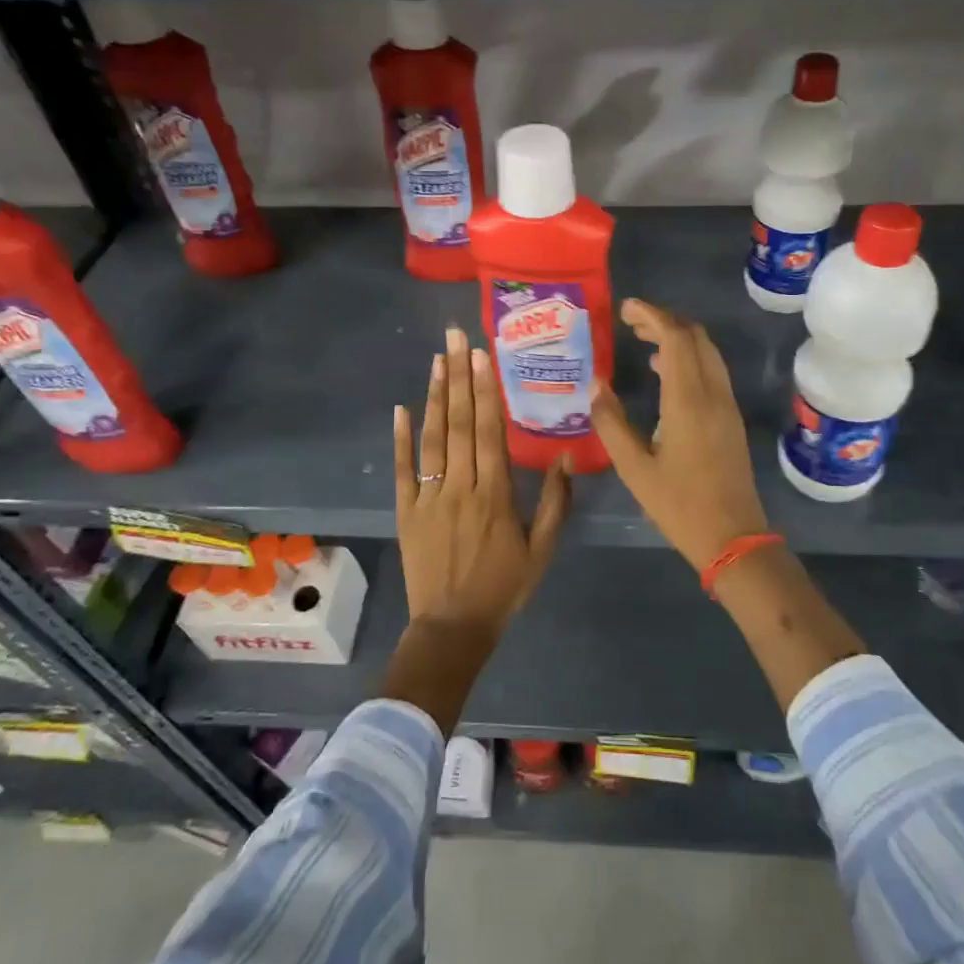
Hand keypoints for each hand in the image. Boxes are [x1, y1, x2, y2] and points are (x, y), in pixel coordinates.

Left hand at [393, 324, 570, 635]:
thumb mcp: (542, 549)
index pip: (490, 431)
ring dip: (436, 396)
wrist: (453, 627)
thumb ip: (554, 502)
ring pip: (433, 437)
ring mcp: (429, 496)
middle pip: (461, 423)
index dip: (486, 390)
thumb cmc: (504, 587)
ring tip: (437, 359)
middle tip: (455, 337)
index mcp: (495, 494)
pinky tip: (402, 407)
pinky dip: (401, 438)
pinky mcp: (406, 510)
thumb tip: (563, 456)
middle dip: (460, 376)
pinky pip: (403, 468)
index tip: (482, 355)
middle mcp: (460, 486)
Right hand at [590, 299, 770, 571]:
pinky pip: (712, 371)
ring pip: (707, 352)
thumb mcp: (634, 468)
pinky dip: (689, 358)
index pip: (676, 338)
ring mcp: (727, 405)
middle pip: (696, 337)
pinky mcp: (731, 419)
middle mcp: (713, 394)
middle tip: (631, 321)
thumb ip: (612, 423)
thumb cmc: (679, 505)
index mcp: (688, 401)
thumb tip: (596, 386)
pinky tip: (664, 373)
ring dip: (679, 337)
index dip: (652, 315)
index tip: (625, 308)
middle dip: (665, 320)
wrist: (733, 537)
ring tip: (643, 339)